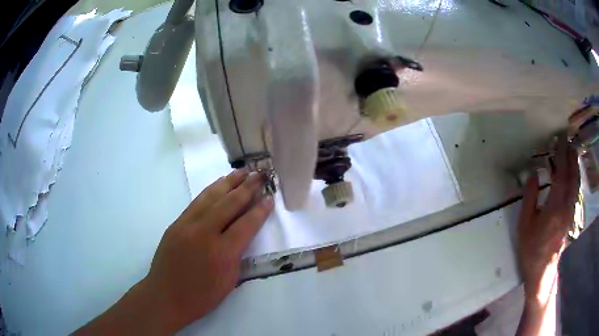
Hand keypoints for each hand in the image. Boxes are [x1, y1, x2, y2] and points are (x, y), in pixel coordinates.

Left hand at [145, 169, 273, 329]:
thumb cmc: (201, 297)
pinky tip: (218, 185)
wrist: (166, 296)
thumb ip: (237, 254)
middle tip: (260, 175)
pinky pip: (197, 203)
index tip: (270, 197)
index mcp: (222, 253)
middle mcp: (204, 233)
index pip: (246, 224)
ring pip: (211, 197)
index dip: (260, 210)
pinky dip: (210, 191)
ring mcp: (187, 225)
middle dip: (247, 187)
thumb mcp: (228, 281)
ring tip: (241, 171)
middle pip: (229, 204)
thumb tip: (243, 233)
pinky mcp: (176, 223)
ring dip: (228, 182)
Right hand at [518, 136, 578, 305]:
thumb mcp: (525, 224)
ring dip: (575, 166)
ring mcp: (570, 212)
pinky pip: (575, 192)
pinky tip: (573, 175)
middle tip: (569, 141)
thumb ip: (530, 197)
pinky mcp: (571, 217)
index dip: (561, 154)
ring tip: (572, 153)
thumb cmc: (531, 248)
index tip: (560, 139)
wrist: (541, 270)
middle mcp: (566, 206)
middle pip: (572, 176)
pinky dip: (575, 179)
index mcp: (555, 206)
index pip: (561, 174)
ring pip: (576, 184)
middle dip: (571, 157)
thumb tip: (532, 174)